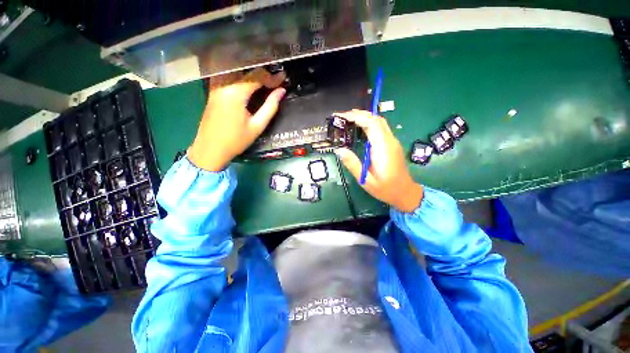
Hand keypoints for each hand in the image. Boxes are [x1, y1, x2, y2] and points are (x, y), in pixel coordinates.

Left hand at [187, 68, 286, 171]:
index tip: (283, 78)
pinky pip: (228, 77)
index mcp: (235, 93)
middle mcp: (223, 84)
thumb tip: (281, 91)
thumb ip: (270, 107)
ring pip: (236, 71)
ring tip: (265, 81)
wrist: (210, 149)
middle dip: (263, 74)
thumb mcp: (257, 126)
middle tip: (276, 80)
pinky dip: (241, 77)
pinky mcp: (212, 91)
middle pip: (246, 71)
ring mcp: (215, 86)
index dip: (272, 77)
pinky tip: (248, 83)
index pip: (257, 76)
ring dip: (252, 74)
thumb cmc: (236, 140)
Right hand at [334, 110, 422, 212]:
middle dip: (359, 114)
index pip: (372, 124)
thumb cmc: (385, 189)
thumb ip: (352, 164)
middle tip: (341, 117)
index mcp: (383, 149)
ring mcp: (392, 141)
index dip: (356, 117)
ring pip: (379, 122)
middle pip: (376, 119)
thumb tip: (339, 150)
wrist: (404, 193)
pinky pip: (381, 128)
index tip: (341, 117)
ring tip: (347, 119)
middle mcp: (390, 141)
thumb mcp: (365, 180)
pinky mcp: (391, 144)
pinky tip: (359, 128)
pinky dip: (369, 123)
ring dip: (364, 117)